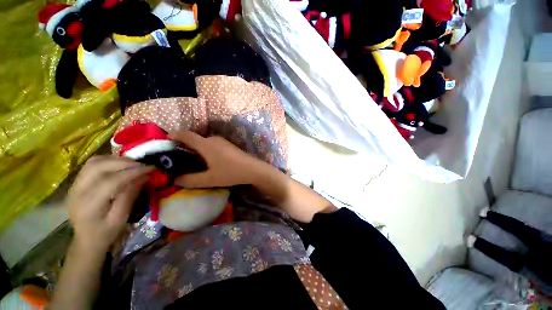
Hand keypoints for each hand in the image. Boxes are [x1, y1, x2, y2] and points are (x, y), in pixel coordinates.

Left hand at [67, 156, 153, 253]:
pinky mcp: (76, 182)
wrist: (86, 240)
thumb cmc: (106, 232)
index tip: (151, 168)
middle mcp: (77, 191)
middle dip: (124, 162)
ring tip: (133, 164)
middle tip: (143, 164)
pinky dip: (108, 161)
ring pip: (94, 162)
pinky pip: (91, 164)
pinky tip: (119, 166)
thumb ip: (130, 196)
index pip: (111, 181)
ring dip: (116, 159)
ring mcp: (74, 185)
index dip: (133, 172)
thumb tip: (144, 176)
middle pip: (99, 166)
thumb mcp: (121, 218)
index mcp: (89, 205)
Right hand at [169, 131, 261, 187]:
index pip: (186, 135)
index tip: (166, 140)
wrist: (252, 169)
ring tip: (190, 160)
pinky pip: (212, 145)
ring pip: (204, 142)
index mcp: (206, 144)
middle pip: (195, 139)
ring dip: (196, 148)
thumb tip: (175, 180)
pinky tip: (206, 160)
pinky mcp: (228, 145)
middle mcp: (213, 139)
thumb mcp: (209, 179)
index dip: (175, 135)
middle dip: (185, 145)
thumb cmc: (230, 172)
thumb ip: (190, 180)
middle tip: (176, 157)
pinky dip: (205, 150)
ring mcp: (222, 141)